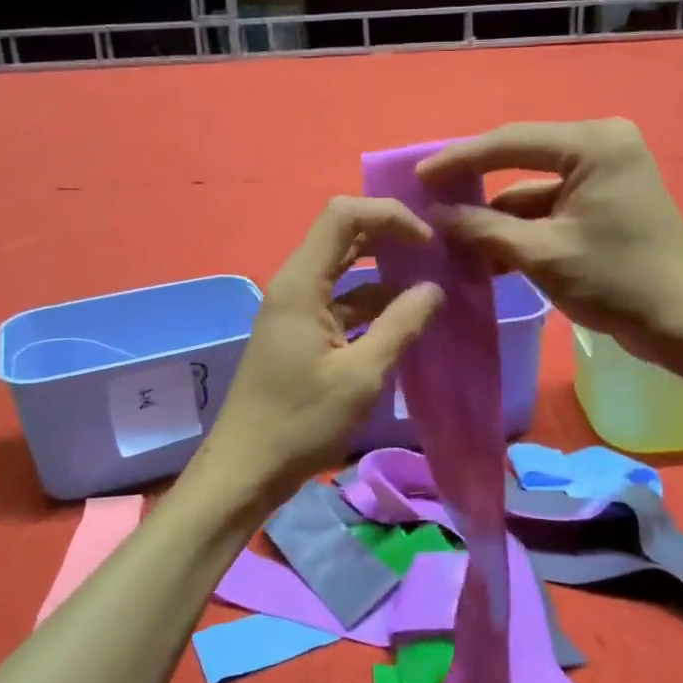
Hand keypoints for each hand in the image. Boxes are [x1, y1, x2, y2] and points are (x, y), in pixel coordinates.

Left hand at [197, 197, 444, 510]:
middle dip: (390, 237)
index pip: (343, 215)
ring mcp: (296, 310)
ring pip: (344, 272)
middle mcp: (295, 285)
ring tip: (431, 285)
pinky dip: (372, 304)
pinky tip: (405, 320)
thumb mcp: (361, 375)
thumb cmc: (302, 421)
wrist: (247, 468)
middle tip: (436, 252)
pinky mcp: (300, 334)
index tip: (428, 241)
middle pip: (344, 236)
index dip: (389, 215)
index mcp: (302, 283)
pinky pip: (341, 303)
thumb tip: (434, 288)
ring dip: (384, 273)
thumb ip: (401, 325)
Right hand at [419, 119, 682, 365]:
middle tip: (429, 199)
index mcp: (594, 144)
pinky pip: (551, 206)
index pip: (510, 142)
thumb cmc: (615, 282)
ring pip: (533, 189)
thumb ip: (484, 229)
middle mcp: (602, 145)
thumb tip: (435, 215)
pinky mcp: (605, 201)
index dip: (459, 161)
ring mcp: (606, 173)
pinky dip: (521, 228)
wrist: (681, 323)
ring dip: (496, 216)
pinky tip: (486, 252)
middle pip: (520, 160)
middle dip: (476, 186)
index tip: (419, 177)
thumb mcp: (541, 254)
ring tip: (450, 237)